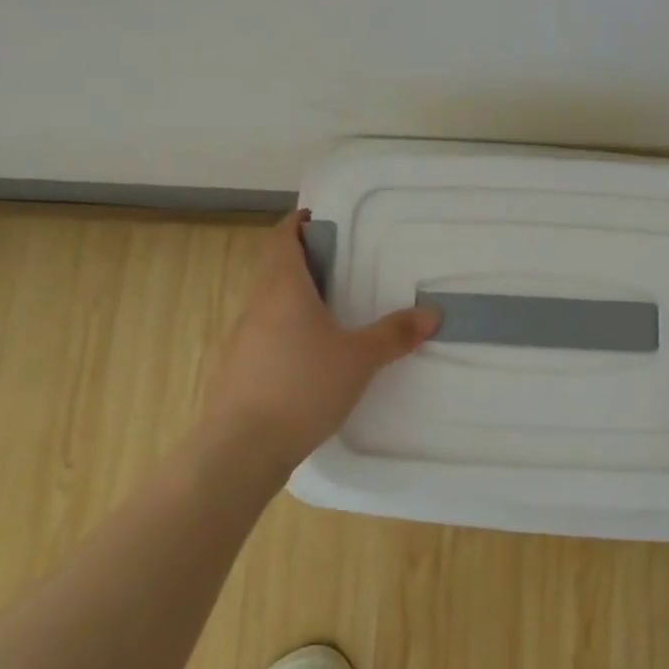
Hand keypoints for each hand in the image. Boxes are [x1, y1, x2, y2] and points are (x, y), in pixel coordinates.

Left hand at [202, 210, 439, 469]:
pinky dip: (282, 329)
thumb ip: (394, 334)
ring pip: (266, 302)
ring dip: (290, 295)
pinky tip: (306, 354)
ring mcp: (241, 338)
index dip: (296, 224)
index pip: (281, 239)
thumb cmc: (302, 387)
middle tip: (336, 264)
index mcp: (282, 288)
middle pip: (273, 267)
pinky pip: (261, 333)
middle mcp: (256, 305)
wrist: (241, 449)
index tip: (316, 218)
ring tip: (326, 308)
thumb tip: (432, 313)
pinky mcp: (236, 369)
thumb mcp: (358, 359)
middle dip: (300, 259)